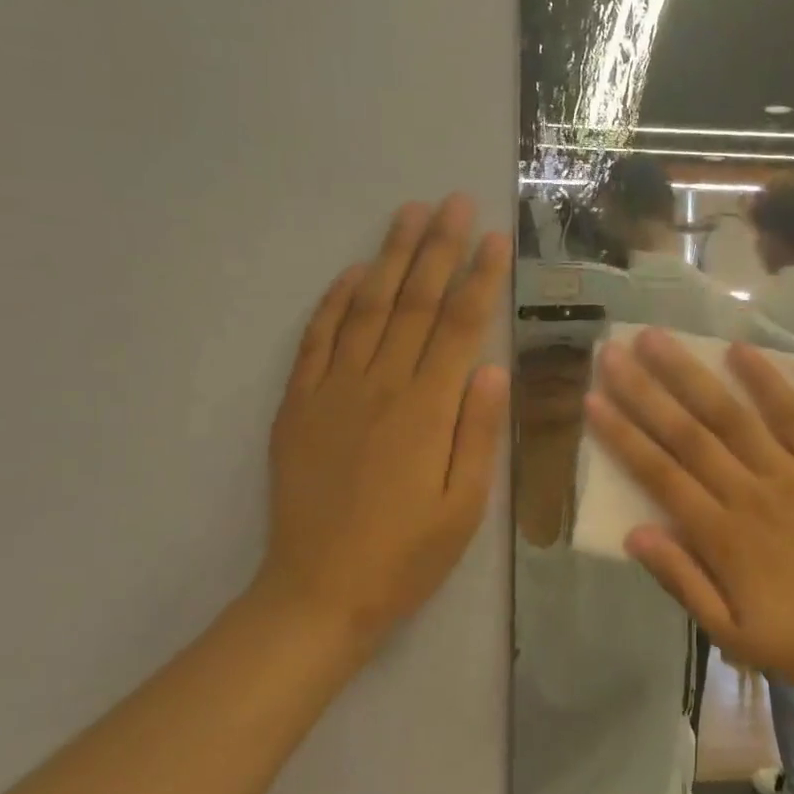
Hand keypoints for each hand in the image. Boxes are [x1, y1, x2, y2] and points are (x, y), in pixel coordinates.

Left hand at [257, 194, 509, 660]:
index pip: (460, 325)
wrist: (319, 592)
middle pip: (414, 301)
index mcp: (427, 409)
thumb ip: (479, 432)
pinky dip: (335, 300)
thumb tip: (494, 367)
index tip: (494, 238)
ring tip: (408, 214)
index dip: (478, 277)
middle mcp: (380, 385)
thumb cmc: (406, 554)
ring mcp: (333, 390)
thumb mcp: (465, 507)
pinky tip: (354, 273)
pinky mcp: (299, 404)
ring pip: (367, 307)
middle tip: (453, 202)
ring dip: (390, 256)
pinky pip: (318, 338)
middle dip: (438, 247)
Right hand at [585, 329, 793, 708]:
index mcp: (721, 538)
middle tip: (612, 351)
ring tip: (657, 338)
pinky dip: (768, 382)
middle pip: (687, 434)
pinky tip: (740, 349)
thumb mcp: (731, 634)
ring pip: (731, 416)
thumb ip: (681, 581)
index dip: (622, 436)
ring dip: (691, 375)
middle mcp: (750, 495)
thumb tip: (633, 533)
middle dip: (644, 391)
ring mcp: (793, 475)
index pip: (659, 474)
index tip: (593, 400)